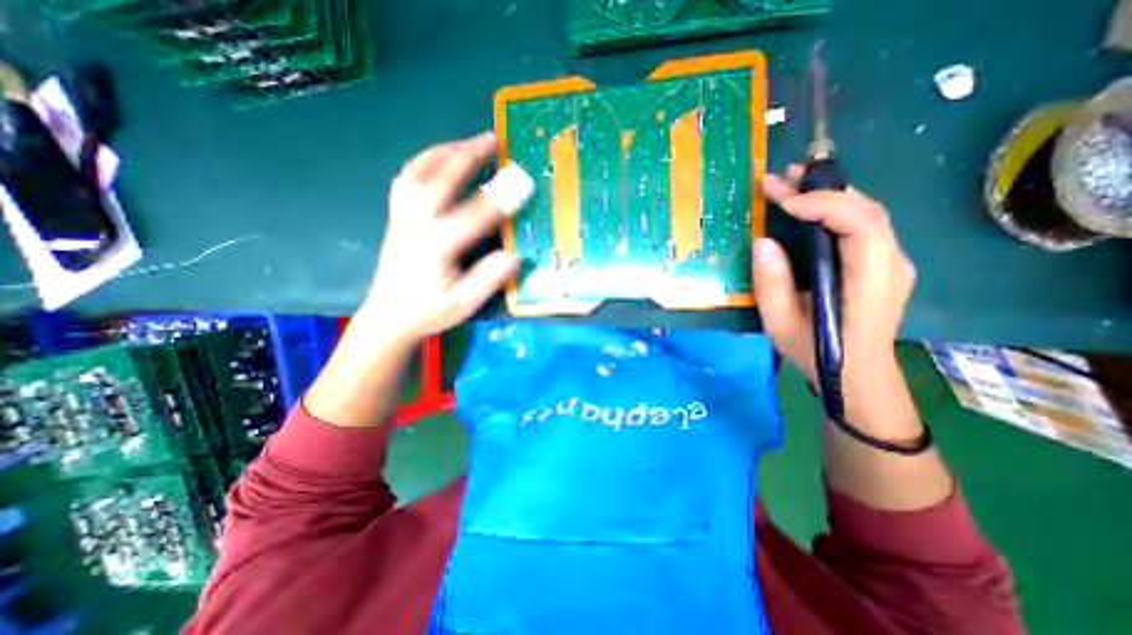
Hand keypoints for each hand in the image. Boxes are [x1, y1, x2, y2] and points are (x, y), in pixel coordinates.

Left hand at [359, 128, 518, 345]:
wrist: (388, 317)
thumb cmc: (428, 312)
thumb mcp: (463, 304)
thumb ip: (487, 279)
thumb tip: (514, 256)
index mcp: (437, 246)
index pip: (474, 215)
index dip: (500, 198)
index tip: (522, 182)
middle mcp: (417, 224)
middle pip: (440, 179)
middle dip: (467, 155)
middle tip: (490, 138)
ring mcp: (402, 217)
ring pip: (417, 172)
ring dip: (443, 151)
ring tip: (465, 142)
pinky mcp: (396, 217)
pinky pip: (406, 179)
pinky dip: (422, 162)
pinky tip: (437, 160)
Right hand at [749, 164, 916, 382]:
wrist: (857, 374)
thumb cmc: (817, 351)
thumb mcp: (781, 323)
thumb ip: (772, 284)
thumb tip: (763, 242)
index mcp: (870, 279)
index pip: (860, 223)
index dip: (822, 204)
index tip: (782, 201)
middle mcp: (891, 263)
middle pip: (866, 209)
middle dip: (822, 189)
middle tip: (781, 178)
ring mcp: (891, 261)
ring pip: (866, 212)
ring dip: (828, 194)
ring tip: (790, 184)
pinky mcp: (881, 263)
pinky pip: (862, 225)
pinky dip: (834, 209)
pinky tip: (808, 208)